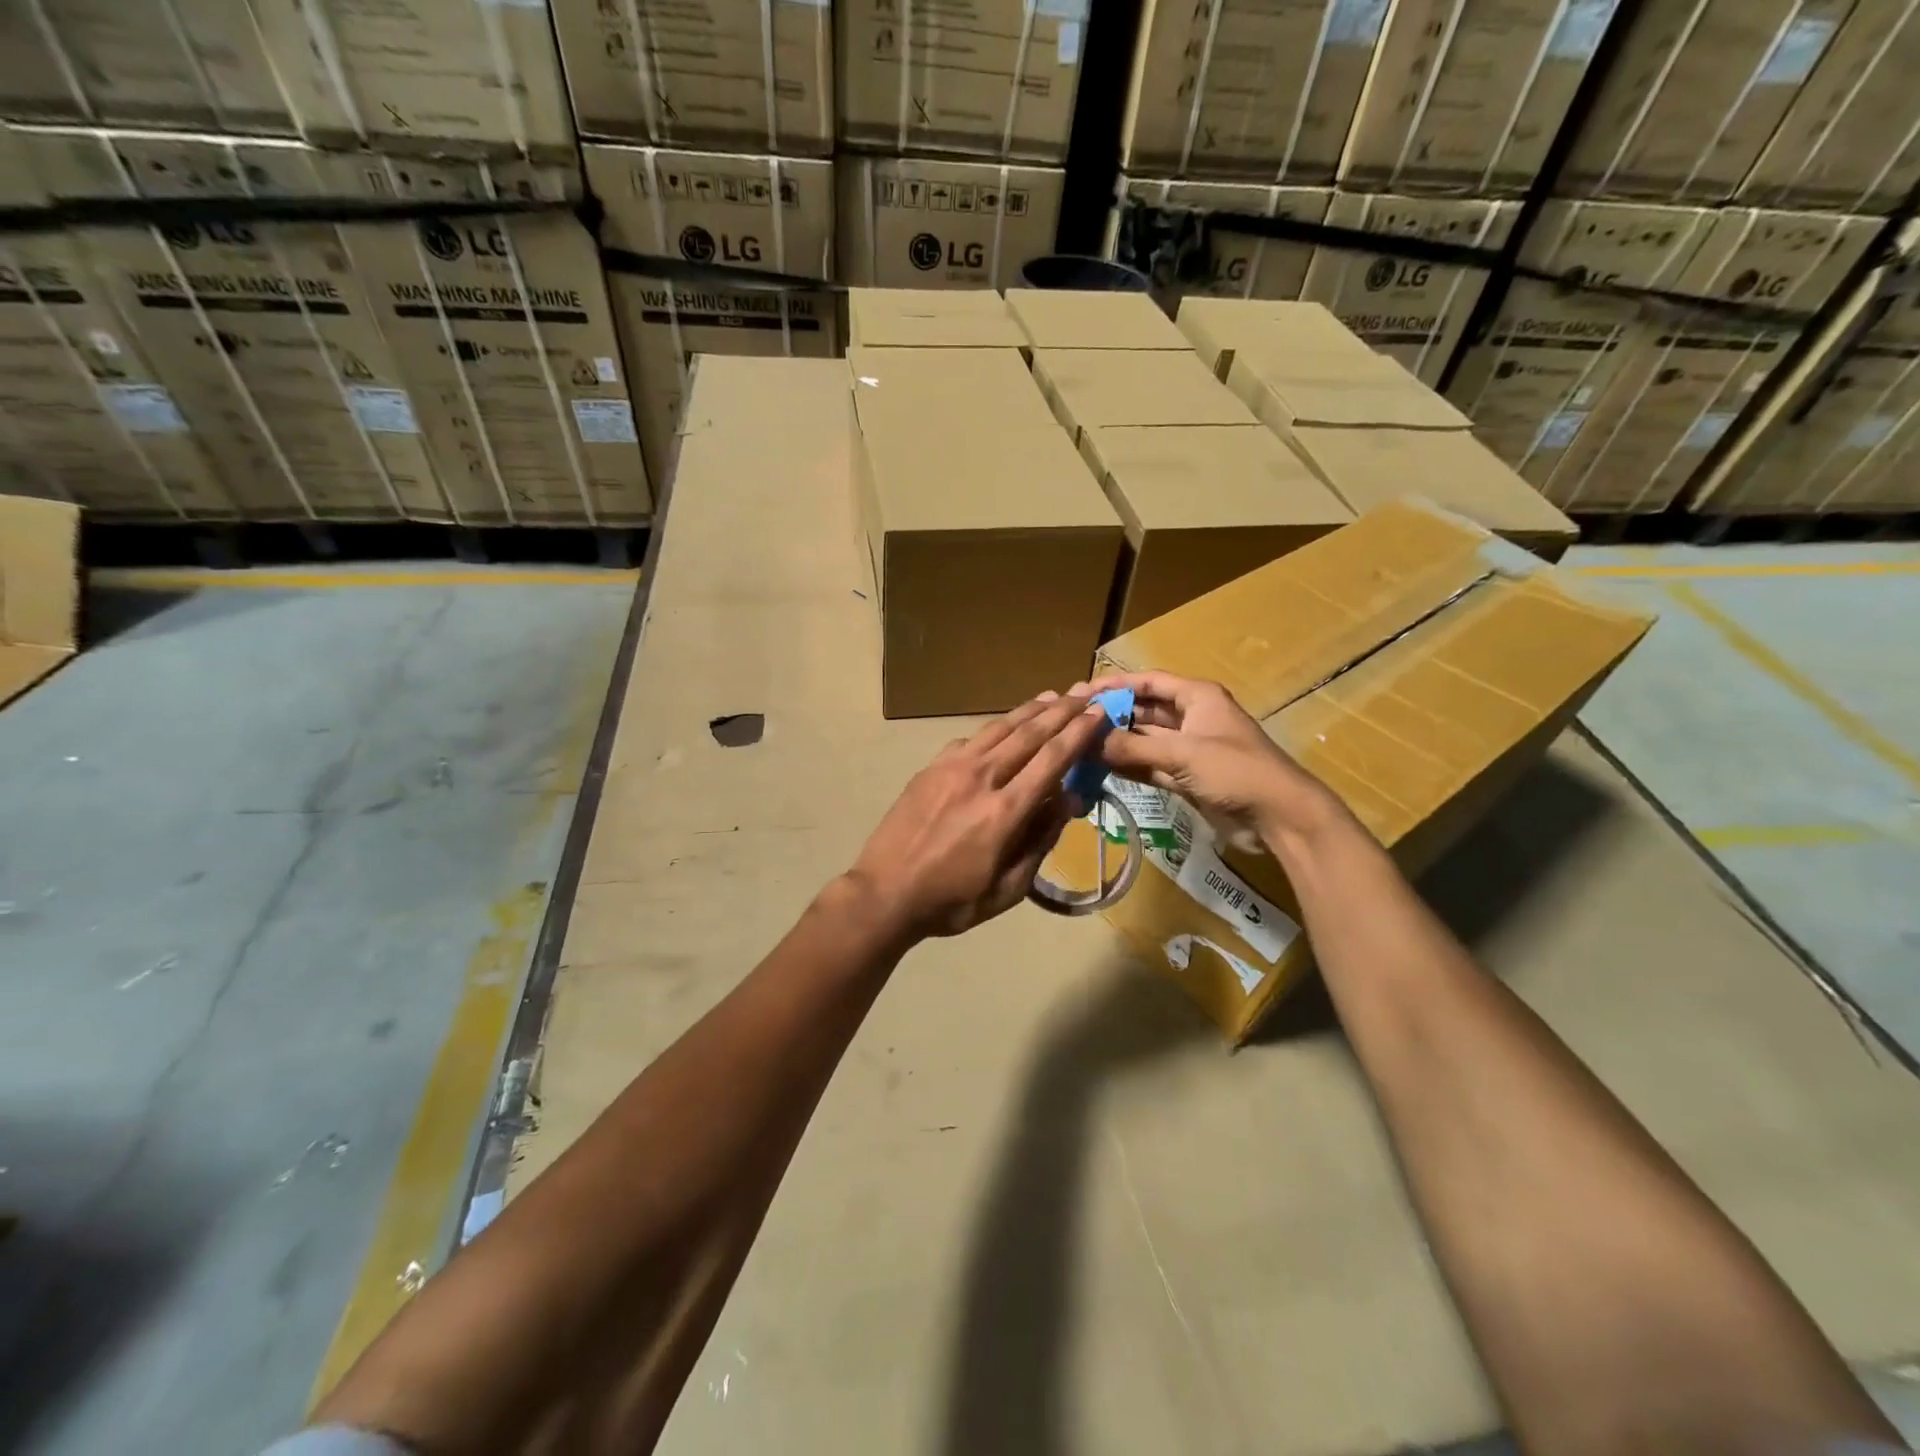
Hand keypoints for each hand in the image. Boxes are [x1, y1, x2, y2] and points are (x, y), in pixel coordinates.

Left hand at [845, 693, 1109, 941]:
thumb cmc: (952, 901)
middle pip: (1029, 733)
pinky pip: (970, 739)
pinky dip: (994, 729)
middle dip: (1061, 711)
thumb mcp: (1009, 888)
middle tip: (1083, 694)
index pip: (1052, 759)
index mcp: (1005, 811)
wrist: (884, 892)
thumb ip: (1041, 840)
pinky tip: (1003, 728)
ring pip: (998, 728)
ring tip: (1051, 697)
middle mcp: (982, 778)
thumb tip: (1068, 799)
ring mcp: (952, 768)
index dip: (1079, 733)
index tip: (1098, 713)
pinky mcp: (931, 767)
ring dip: (1029, 710)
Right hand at [1083, 671, 1344, 846]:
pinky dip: (1131, 766)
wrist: (1278, 815)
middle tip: (1076, 720)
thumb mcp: (1183, 754)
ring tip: (1081, 745)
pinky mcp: (1189, 776)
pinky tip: (1102, 768)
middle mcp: (1192, 717)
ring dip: (1119, 742)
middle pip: (1144, 710)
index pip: (1149, 682)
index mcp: (1197, 697)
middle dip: (1113, 714)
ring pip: (1146, 740)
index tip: (1083, 691)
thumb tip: (1089, 743)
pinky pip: (1152, 765)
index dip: (1116, 684)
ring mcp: (1190, 748)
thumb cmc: (1235, 771)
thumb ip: (1134, 748)